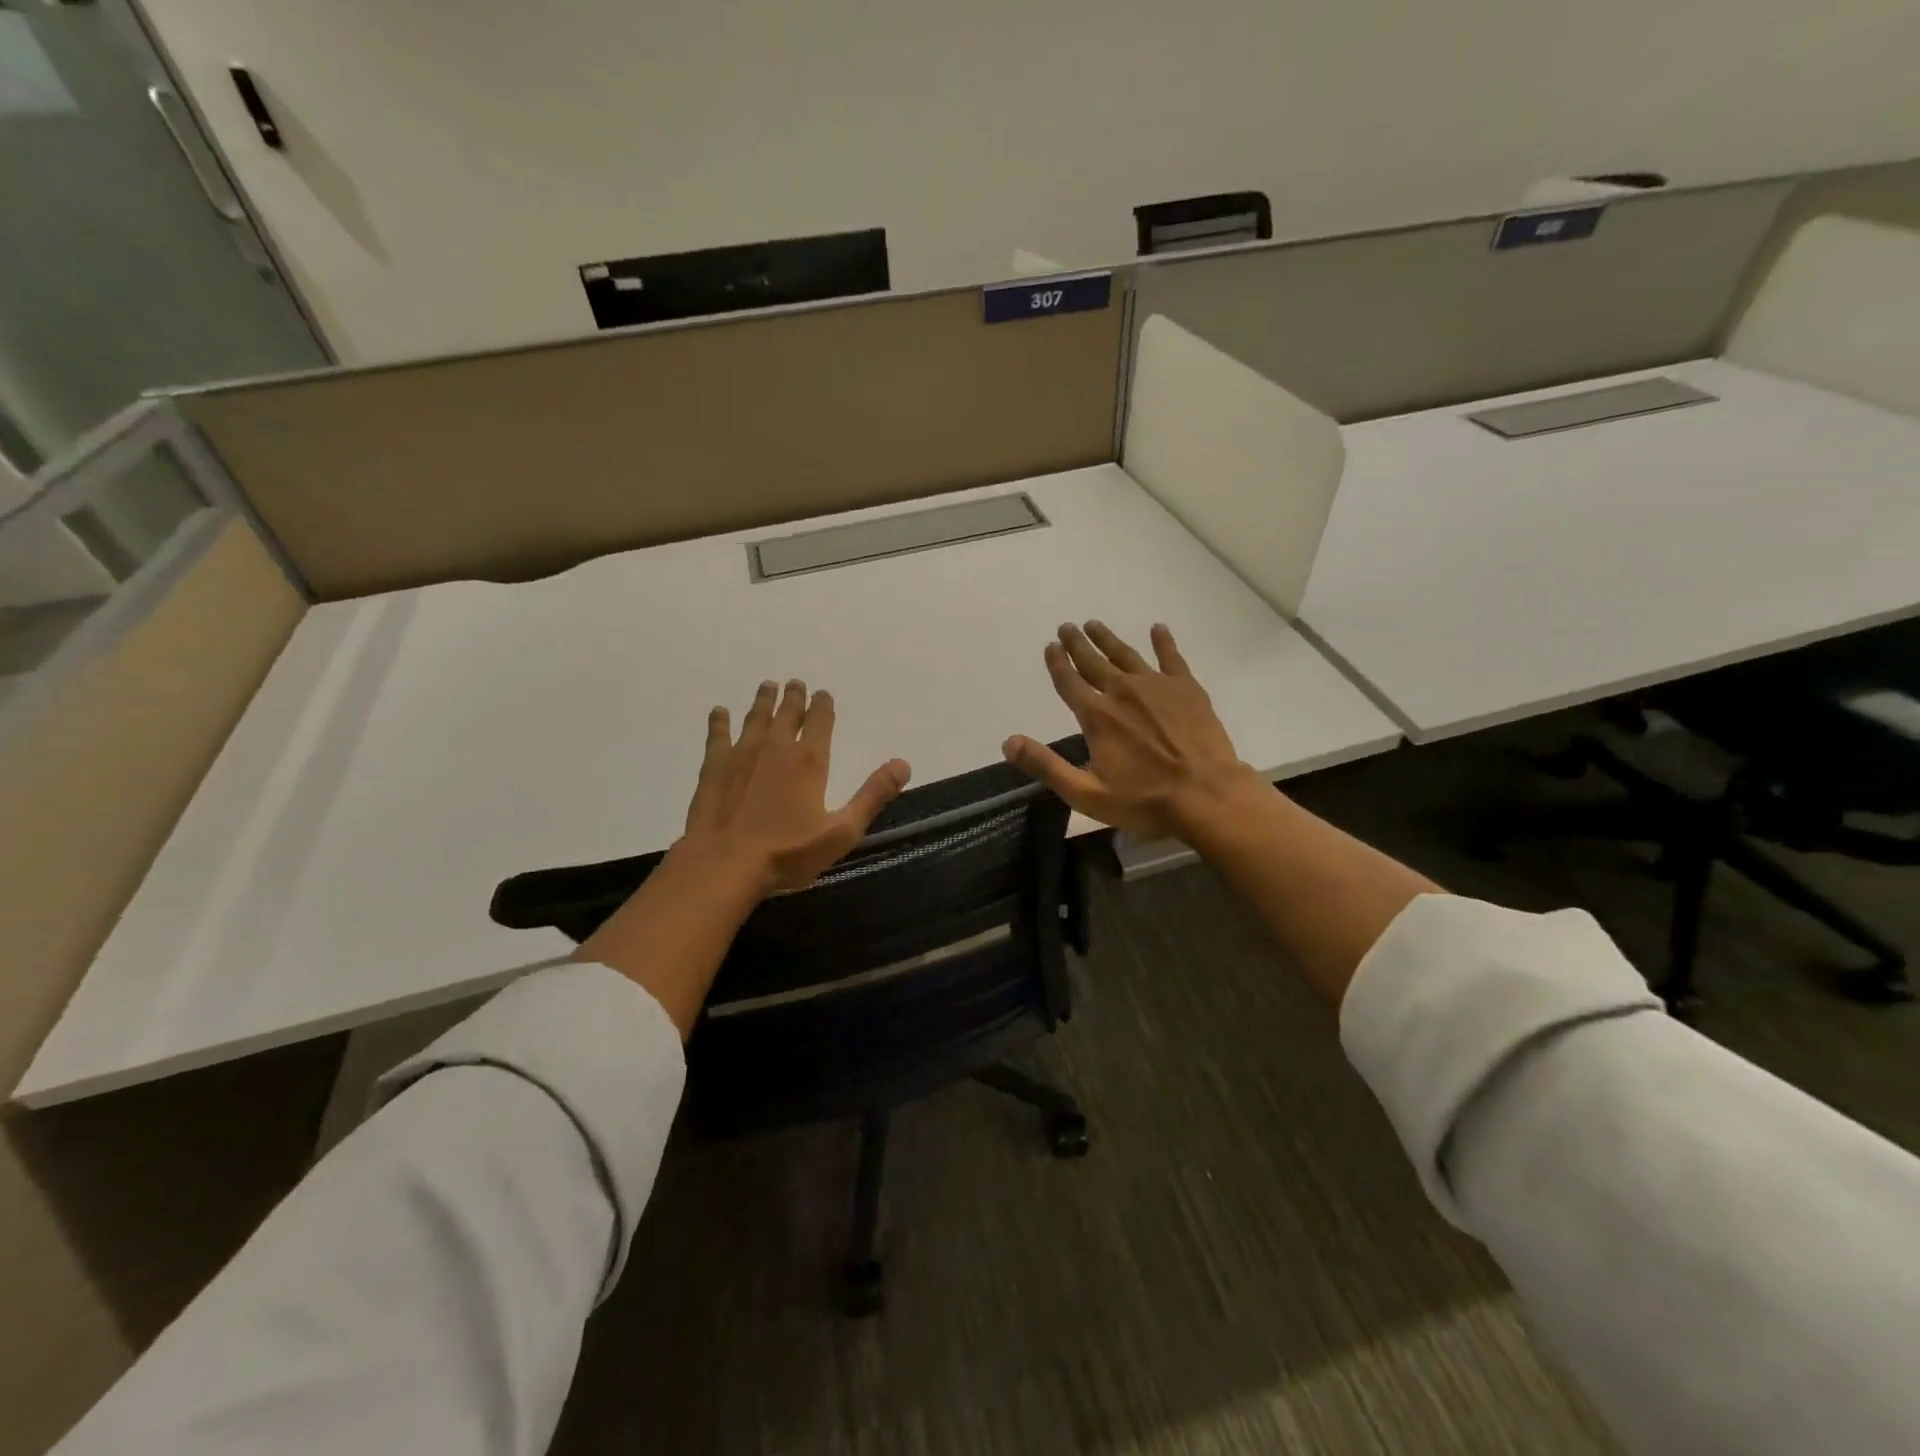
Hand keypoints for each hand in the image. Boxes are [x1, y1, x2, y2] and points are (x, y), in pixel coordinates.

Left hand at [681, 678, 910, 894]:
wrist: (724, 864)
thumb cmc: (787, 853)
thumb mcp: (842, 831)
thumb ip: (872, 795)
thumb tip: (903, 764)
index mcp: (810, 761)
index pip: (820, 720)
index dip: (823, 704)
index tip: (823, 694)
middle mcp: (777, 747)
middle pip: (788, 713)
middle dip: (794, 697)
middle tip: (794, 683)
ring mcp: (742, 754)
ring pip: (756, 718)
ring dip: (763, 701)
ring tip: (768, 686)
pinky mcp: (714, 767)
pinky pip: (718, 735)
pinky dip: (720, 721)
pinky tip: (719, 712)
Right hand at [1003, 622, 1264, 839]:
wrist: (1206, 795)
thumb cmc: (1144, 800)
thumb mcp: (1086, 793)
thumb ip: (1046, 765)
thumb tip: (1009, 742)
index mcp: (1097, 716)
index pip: (1069, 682)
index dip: (1057, 663)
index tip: (1050, 646)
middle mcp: (1122, 692)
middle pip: (1094, 662)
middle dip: (1078, 643)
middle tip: (1067, 627)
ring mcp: (1156, 686)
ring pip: (1126, 654)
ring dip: (1108, 639)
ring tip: (1095, 624)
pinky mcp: (1187, 688)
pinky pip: (1171, 657)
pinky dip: (1163, 642)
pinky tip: (1158, 629)